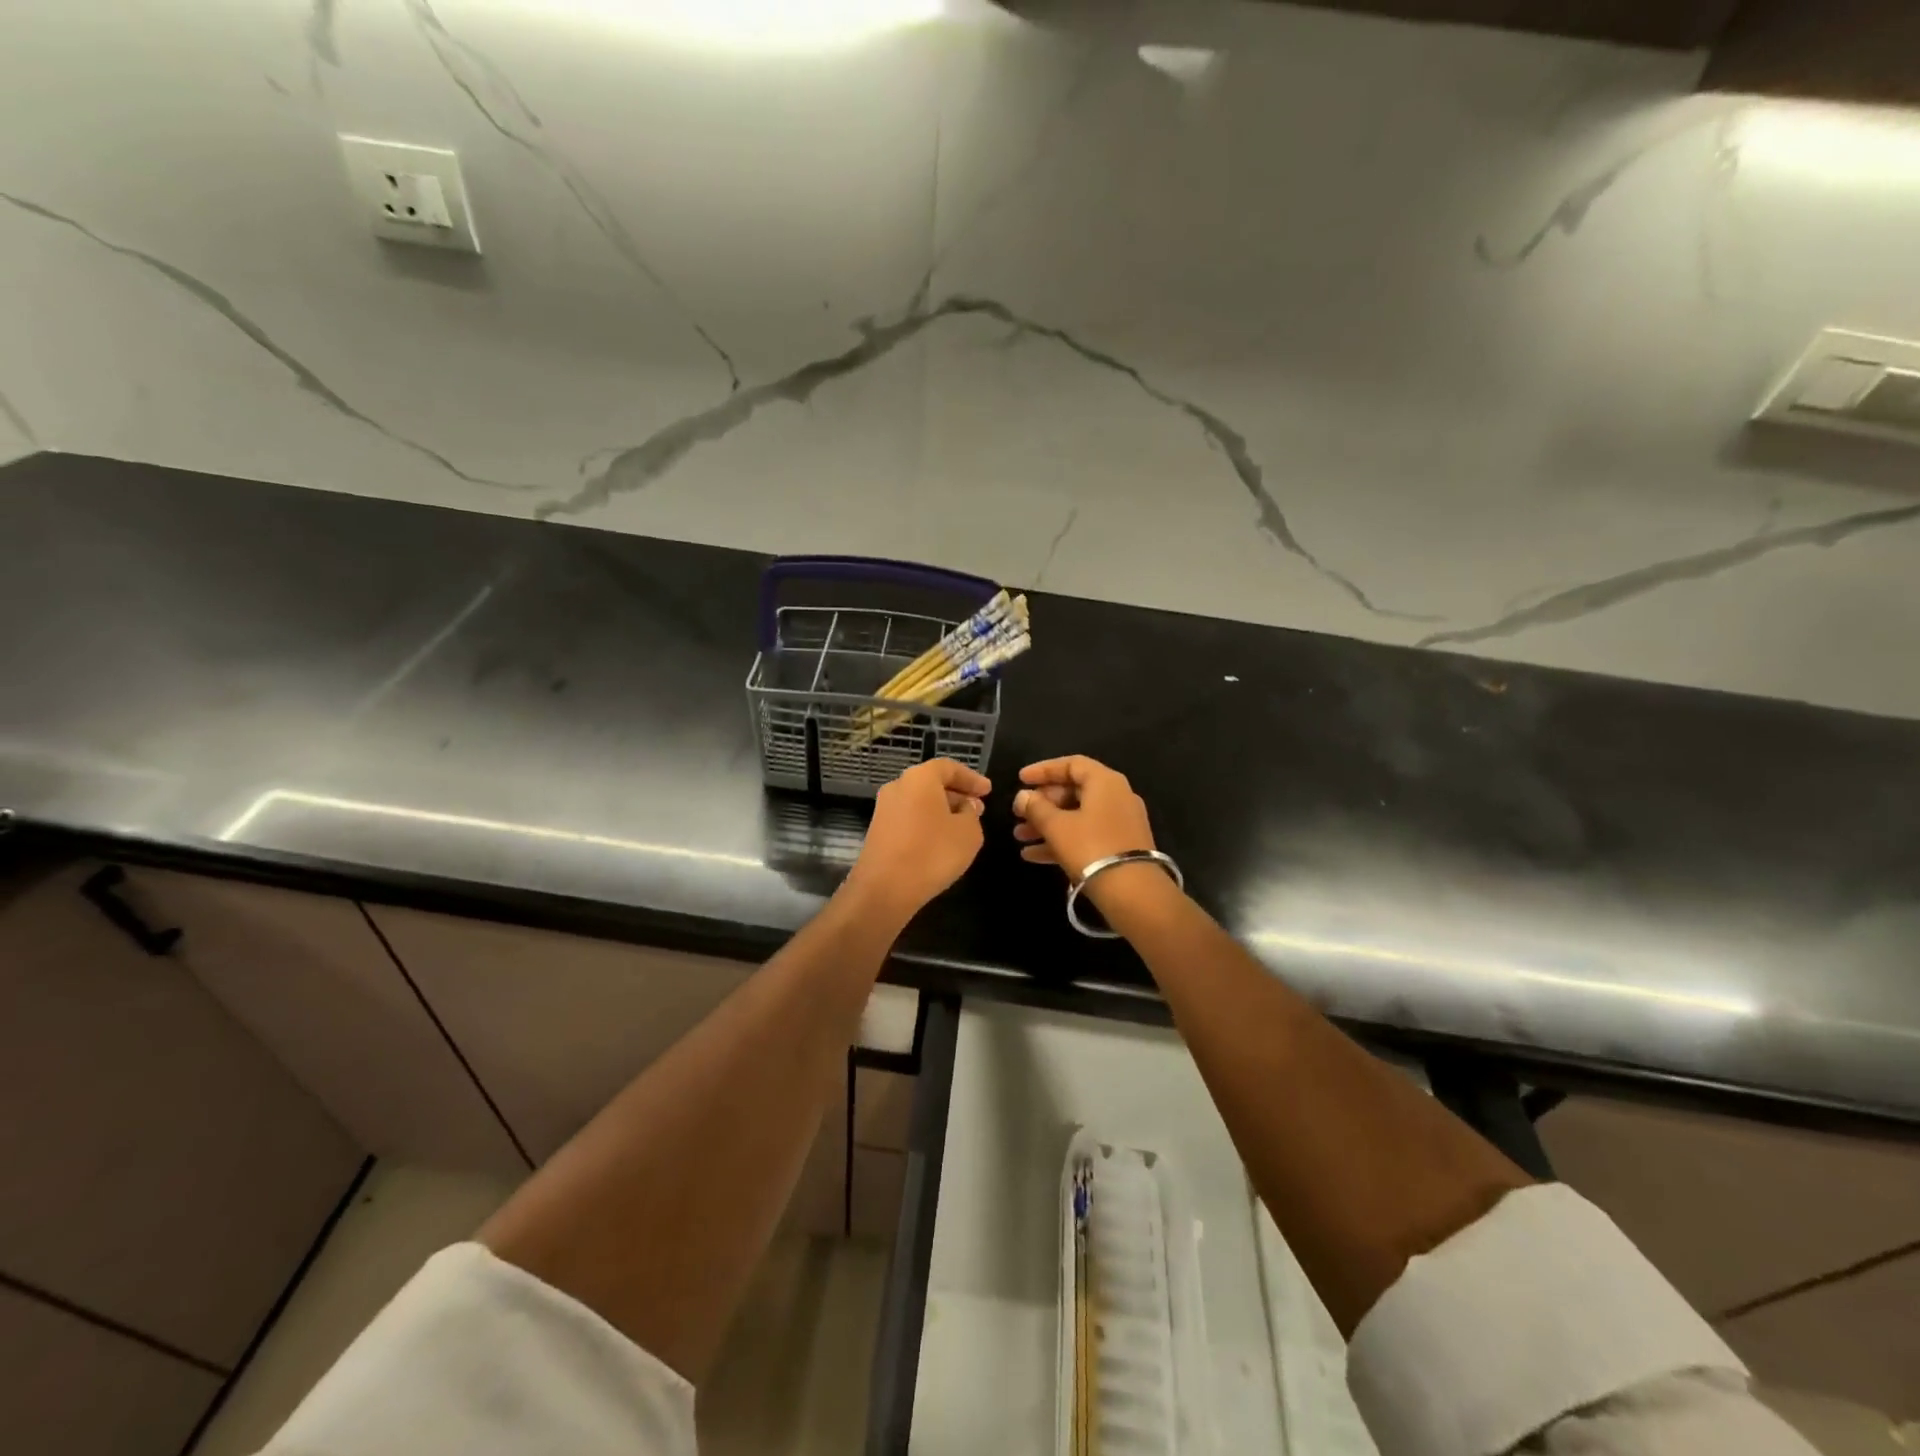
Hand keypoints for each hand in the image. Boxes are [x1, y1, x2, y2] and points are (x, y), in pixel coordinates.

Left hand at [844, 758, 990, 921]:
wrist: (885, 889)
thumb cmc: (933, 853)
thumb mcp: (969, 833)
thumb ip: (972, 814)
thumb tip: (964, 807)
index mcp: (920, 778)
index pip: (949, 767)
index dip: (971, 778)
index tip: (988, 791)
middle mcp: (898, 786)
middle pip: (932, 783)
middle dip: (957, 794)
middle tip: (978, 809)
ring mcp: (884, 809)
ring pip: (920, 801)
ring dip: (942, 810)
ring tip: (963, 827)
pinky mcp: (878, 831)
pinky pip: (909, 818)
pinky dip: (927, 823)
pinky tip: (941, 842)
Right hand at [1011, 755, 1156, 882]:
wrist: (1133, 893)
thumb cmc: (1091, 848)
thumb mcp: (1057, 826)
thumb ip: (1036, 808)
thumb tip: (1023, 797)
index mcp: (1105, 782)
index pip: (1072, 764)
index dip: (1044, 769)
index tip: (1020, 779)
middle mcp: (1116, 797)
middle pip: (1074, 791)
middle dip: (1042, 803)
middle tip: (1019, 813)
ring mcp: (1119, 823)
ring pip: (1077, 816)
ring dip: (1047, 824)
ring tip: (1019, 836)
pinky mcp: (1119, 847)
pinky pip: (1085, 836)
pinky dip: (1061, 841)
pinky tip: (1032, 855)